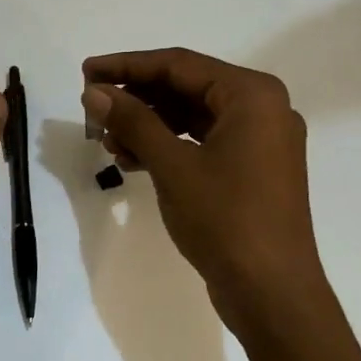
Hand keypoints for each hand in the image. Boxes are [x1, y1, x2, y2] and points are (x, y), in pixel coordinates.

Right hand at [83, 48, 331, 340]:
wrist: (273, 296)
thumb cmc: (226, 220)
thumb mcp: (173, 165)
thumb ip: (133, 121)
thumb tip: (94, 92)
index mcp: (252, 95)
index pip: (179, 65)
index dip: (128, 66)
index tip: (86, 72)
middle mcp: (262, 109)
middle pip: (186, 87)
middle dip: (137, 98)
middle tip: (93, 108)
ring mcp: (260, 141)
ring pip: (192, 116)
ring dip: (148, 124)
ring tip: (107, 141)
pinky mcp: (252, 169)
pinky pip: (203, 141)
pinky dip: (168, 146)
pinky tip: (132, 160)